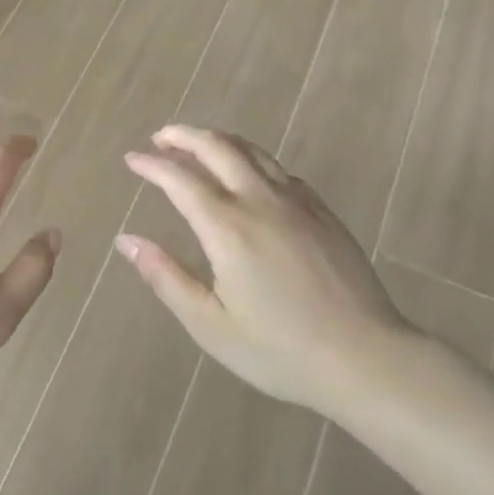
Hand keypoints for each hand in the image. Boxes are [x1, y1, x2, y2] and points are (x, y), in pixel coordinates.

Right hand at [117, 125, 415, 417]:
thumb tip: (127, 241)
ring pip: (252, 152)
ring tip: (198, 145)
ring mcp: (297, 203)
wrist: (367, 358)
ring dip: (219, 140)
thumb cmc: (280, 351)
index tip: (132, 159)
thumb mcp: (210, 325)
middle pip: (218, 148)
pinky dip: (253, 160)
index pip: (180, 179)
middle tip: (160, 138)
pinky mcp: (323, 213)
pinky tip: (249, 176)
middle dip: (184, 136)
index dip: (152, 165)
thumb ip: (166, 277)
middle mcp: (261, 202)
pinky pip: (280, 171)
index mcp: (228, 228)